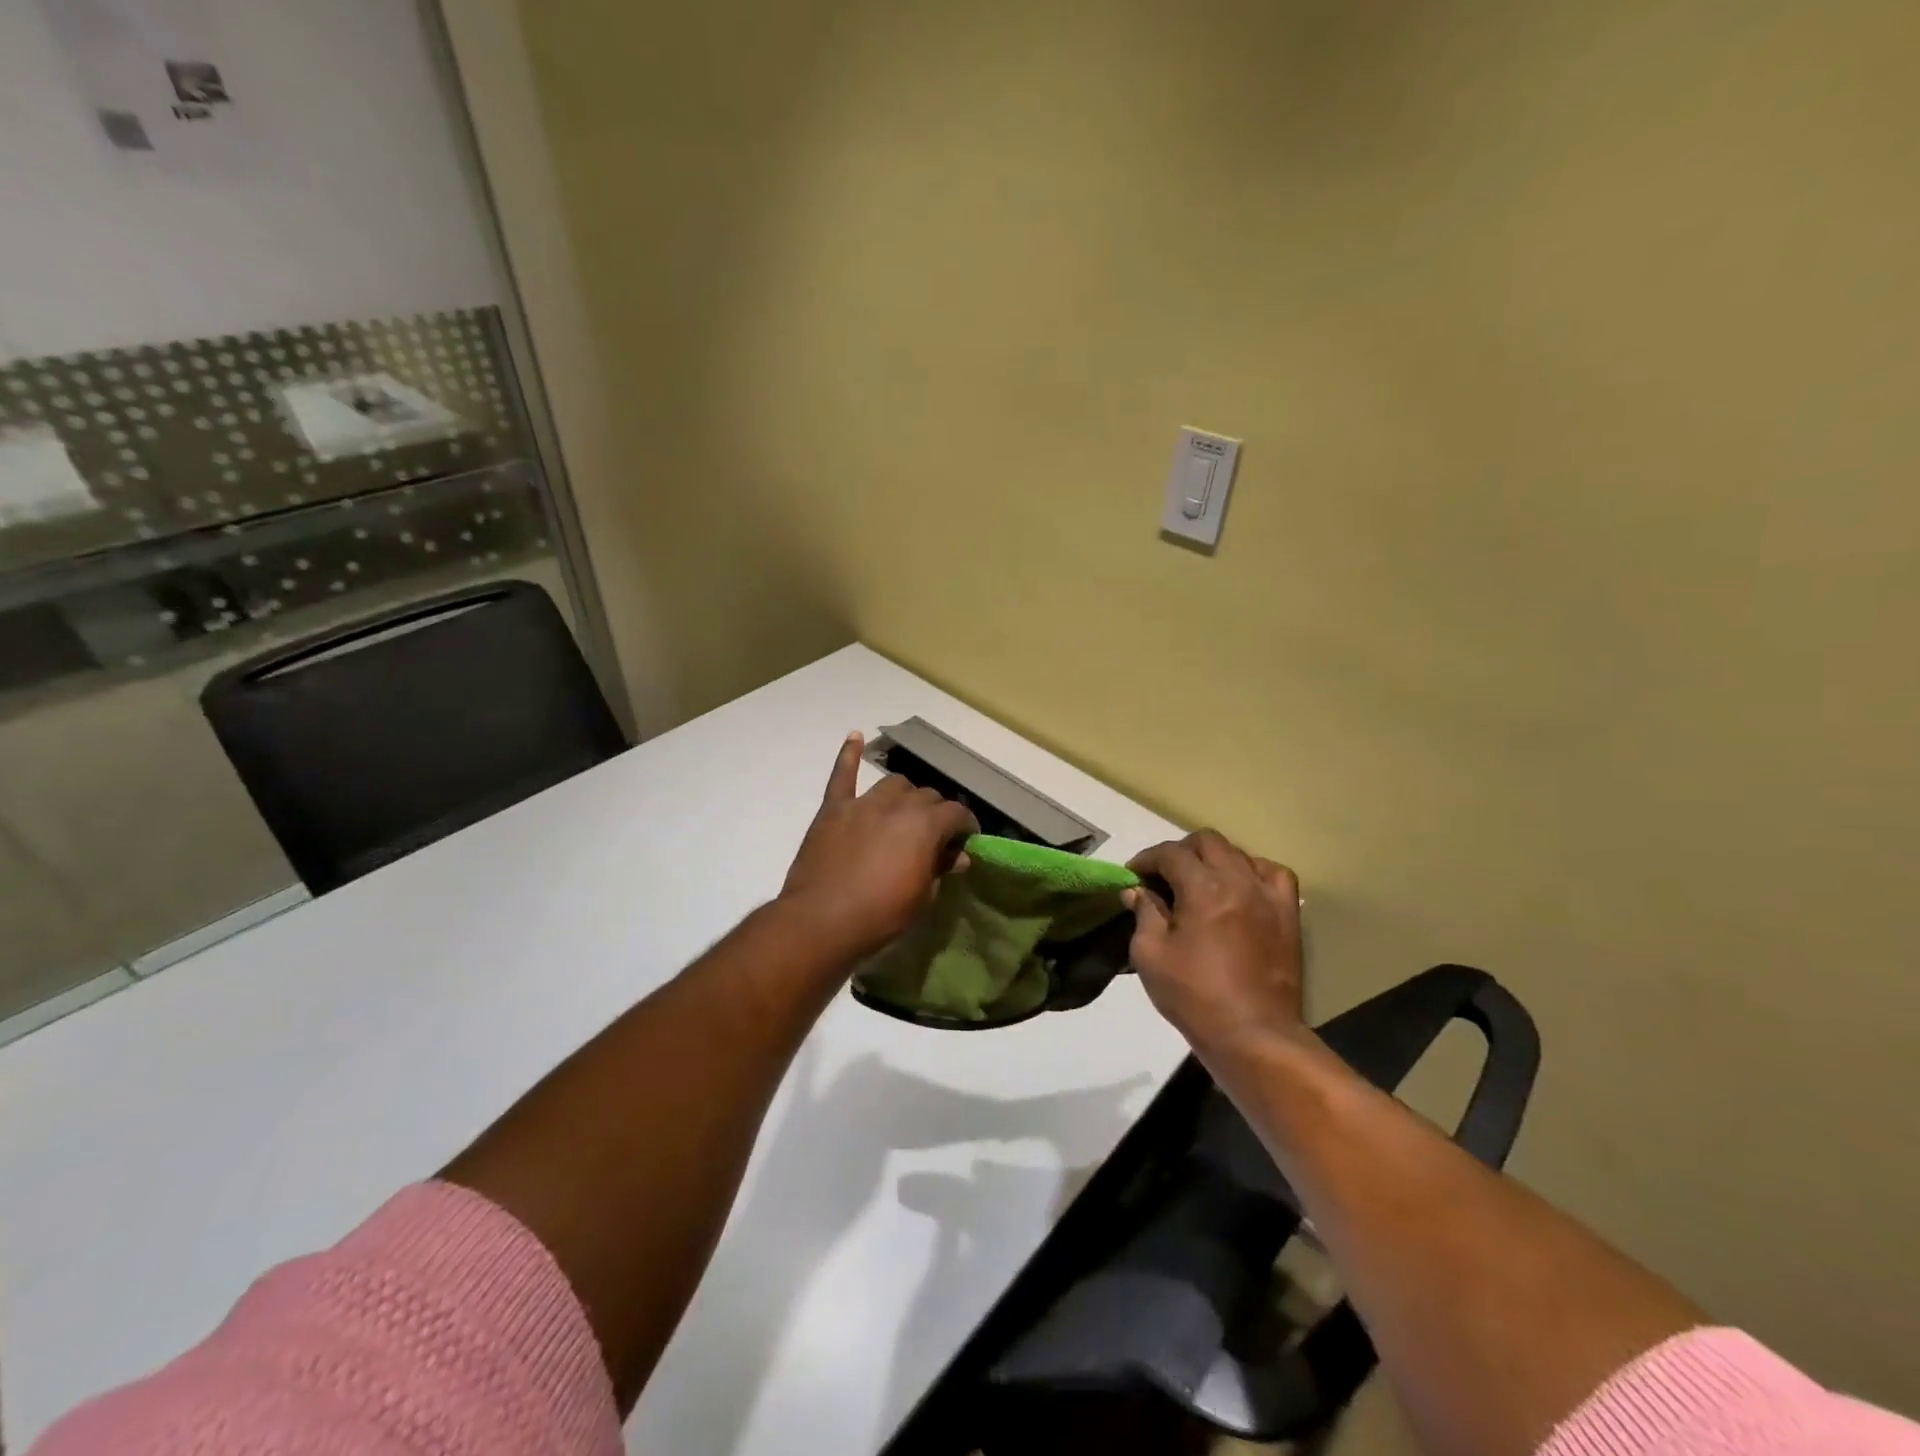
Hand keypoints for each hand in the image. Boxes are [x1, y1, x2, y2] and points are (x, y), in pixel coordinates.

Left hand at [780, 733, 979, 960]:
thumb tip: (958, 856)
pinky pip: (842, 775)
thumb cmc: (880, 916)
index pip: (956, 814)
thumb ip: (940, 869)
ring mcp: (863, 803)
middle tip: (935, 835)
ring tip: (904, 811)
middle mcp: (898, 805)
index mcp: (926, 825)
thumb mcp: (922, 898)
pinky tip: (854, 737)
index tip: (967, 839)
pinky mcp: (833, 809)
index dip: (966, 826)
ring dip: (905, 795)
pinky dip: (848, 755)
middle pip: (927, 796)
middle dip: (936, 812)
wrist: (821, 921)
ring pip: (893, 784)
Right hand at [1124, 830, 1303, 1054]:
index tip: (1133, 874)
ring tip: (1199, 883)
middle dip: (1180, 852)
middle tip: (1163, 877)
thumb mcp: (1150, 955)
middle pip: (1207, 842)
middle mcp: (1238, 881)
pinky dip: (1252, 871)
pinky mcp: (1288, 914)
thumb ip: (1143, 914)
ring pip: (1239, 853)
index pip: (1171, 853)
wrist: (1252, 1034)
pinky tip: (1241, 888)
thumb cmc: (1194, 996)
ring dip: (1213, 860)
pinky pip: (1273, 874)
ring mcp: (1268, 896)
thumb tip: (1137, 891)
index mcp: (1203, 889)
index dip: (1147, 859)